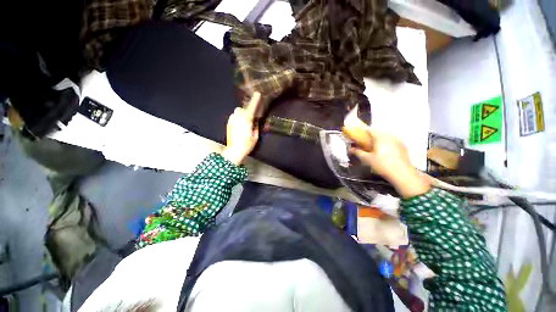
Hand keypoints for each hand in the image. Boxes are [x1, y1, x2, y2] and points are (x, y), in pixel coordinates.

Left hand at [222, 92, 260, 164]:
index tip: (258, 94)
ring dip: (241, 114)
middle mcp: (238, 119)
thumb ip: (256, 126)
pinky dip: (237, 117)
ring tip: (244, 122)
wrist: (234, 151)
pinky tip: (239, 125)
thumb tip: (255, 120)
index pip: (251, 109)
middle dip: (246, 110)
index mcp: (246, 122)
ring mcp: (232, 121)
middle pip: (242, 109)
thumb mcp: (255, 137)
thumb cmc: (247, 145)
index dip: (255, 101)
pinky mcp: (228, 124)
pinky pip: (233, 116)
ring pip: (236, 112)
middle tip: (250, 117)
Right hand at [350, 127, 430, 197]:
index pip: (370, 130)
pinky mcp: (403, 147)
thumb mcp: (367, 159)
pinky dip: (386, 145)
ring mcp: (398, 141)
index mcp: (381, 137)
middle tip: (365, 144)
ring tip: (374, 149)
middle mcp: (390, 136)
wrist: (402, 174)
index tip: (358, 137)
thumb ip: (358, 152)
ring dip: (379, 141)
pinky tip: (384, 153)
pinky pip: (392, 142)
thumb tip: (350, 149)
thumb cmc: (382, 164)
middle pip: (379, 133)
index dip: (363, 132)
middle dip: (371, 137)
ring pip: (386, 137)